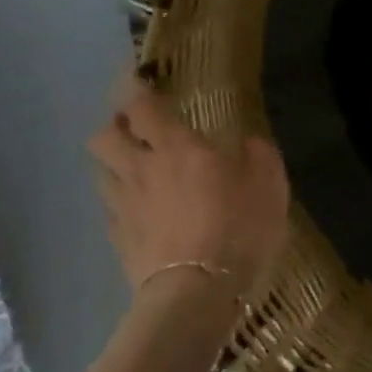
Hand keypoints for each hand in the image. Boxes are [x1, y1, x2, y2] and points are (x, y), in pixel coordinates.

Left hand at [87, 81, 290, 299]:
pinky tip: (140, 210)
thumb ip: (258, 156)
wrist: (197, 290)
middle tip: (135, 128)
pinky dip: (122, 201)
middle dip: (115, 126)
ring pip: (102, 172)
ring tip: (135, 167)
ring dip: (115, 163)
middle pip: (105, 137)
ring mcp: (124, 206)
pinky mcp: (118, 239)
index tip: (138, 80)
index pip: (142, 107)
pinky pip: (111, 209)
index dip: (136, 90)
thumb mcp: (269, 185)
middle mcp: (141, 169)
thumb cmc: (238, 226)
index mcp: (177, 147)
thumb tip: (248, 144)